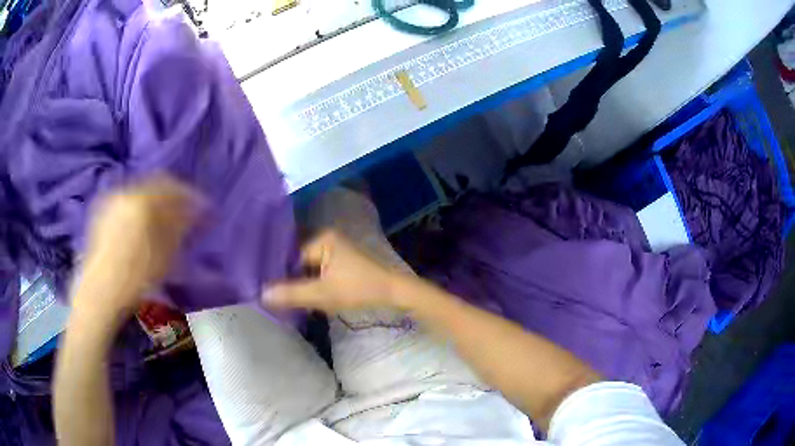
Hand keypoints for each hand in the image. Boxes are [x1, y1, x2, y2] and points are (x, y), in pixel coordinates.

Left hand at [72, 176, 198, 322]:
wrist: (100, 292)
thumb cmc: (135, 277)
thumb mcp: (165, 255)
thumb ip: (180, 227)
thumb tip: (195, 211)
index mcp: (142, 199)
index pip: (173, 186)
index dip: (190, 195)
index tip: (203, 208)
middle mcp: (125, 192)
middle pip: (155, 185)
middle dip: (172, 198)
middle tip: (184, 214)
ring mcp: (111, 200)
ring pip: (140, 193)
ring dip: (154, 204)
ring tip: (163, 223)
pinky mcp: (101, 212)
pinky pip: (126, 202)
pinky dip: (138, 210)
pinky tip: (142, 228)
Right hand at [262, 231, 407, 313]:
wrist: (395, 291)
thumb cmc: (360, 288)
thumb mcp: (323, 294)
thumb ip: (292, 294)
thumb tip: (261, 294)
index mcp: (322, 239)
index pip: (290, 255)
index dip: (279, 272)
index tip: (265, 287)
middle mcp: (327, 238)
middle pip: (299, 260)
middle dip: (289, 277)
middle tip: (273, 293)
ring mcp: (336, 248)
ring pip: (309, 266)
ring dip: (301, 281)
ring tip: (284, 296)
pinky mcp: (343, 260)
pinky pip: (319, 269)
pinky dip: (312, 281)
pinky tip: (304, 294)